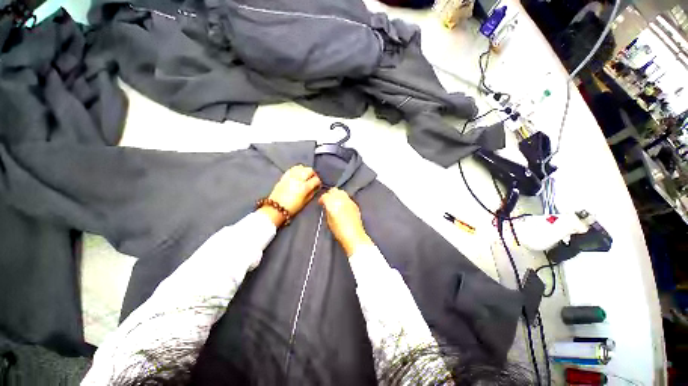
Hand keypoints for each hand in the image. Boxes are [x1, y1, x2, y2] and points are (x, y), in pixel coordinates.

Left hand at [260, 165, 320, 226]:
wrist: (276, 207)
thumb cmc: (292, 207)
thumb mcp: (305, 202)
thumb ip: (312, 193)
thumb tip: (315, 187)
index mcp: (304, 187)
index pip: (316, 180)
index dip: (318, 182)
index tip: (317, 185)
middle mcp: (298, 179)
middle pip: (310, 170)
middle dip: (313, 174)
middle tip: (312, 179)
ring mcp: (291, 176)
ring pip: (302, 167)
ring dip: (306, 171)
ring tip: (305, 176)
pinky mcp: (285, 175)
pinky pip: (293, 168)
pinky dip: (298, 169)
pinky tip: (298, 174)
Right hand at [319, 188, 372, 256]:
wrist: (354, 236)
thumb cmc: (339, 231)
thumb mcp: (329, 221)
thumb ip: (327, 210)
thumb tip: (327, 206)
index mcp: (333, 204)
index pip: (325, 196)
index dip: (321, 199)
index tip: (320, 203)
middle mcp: (341, 199)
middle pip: (334, 191)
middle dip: (329, 194)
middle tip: (327, 201)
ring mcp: (349, 201)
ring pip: (341, 192)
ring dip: (337, 195)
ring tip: (335, 202)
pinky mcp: (355, 204)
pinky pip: (347, 198)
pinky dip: (343, 199)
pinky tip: (342, 205)